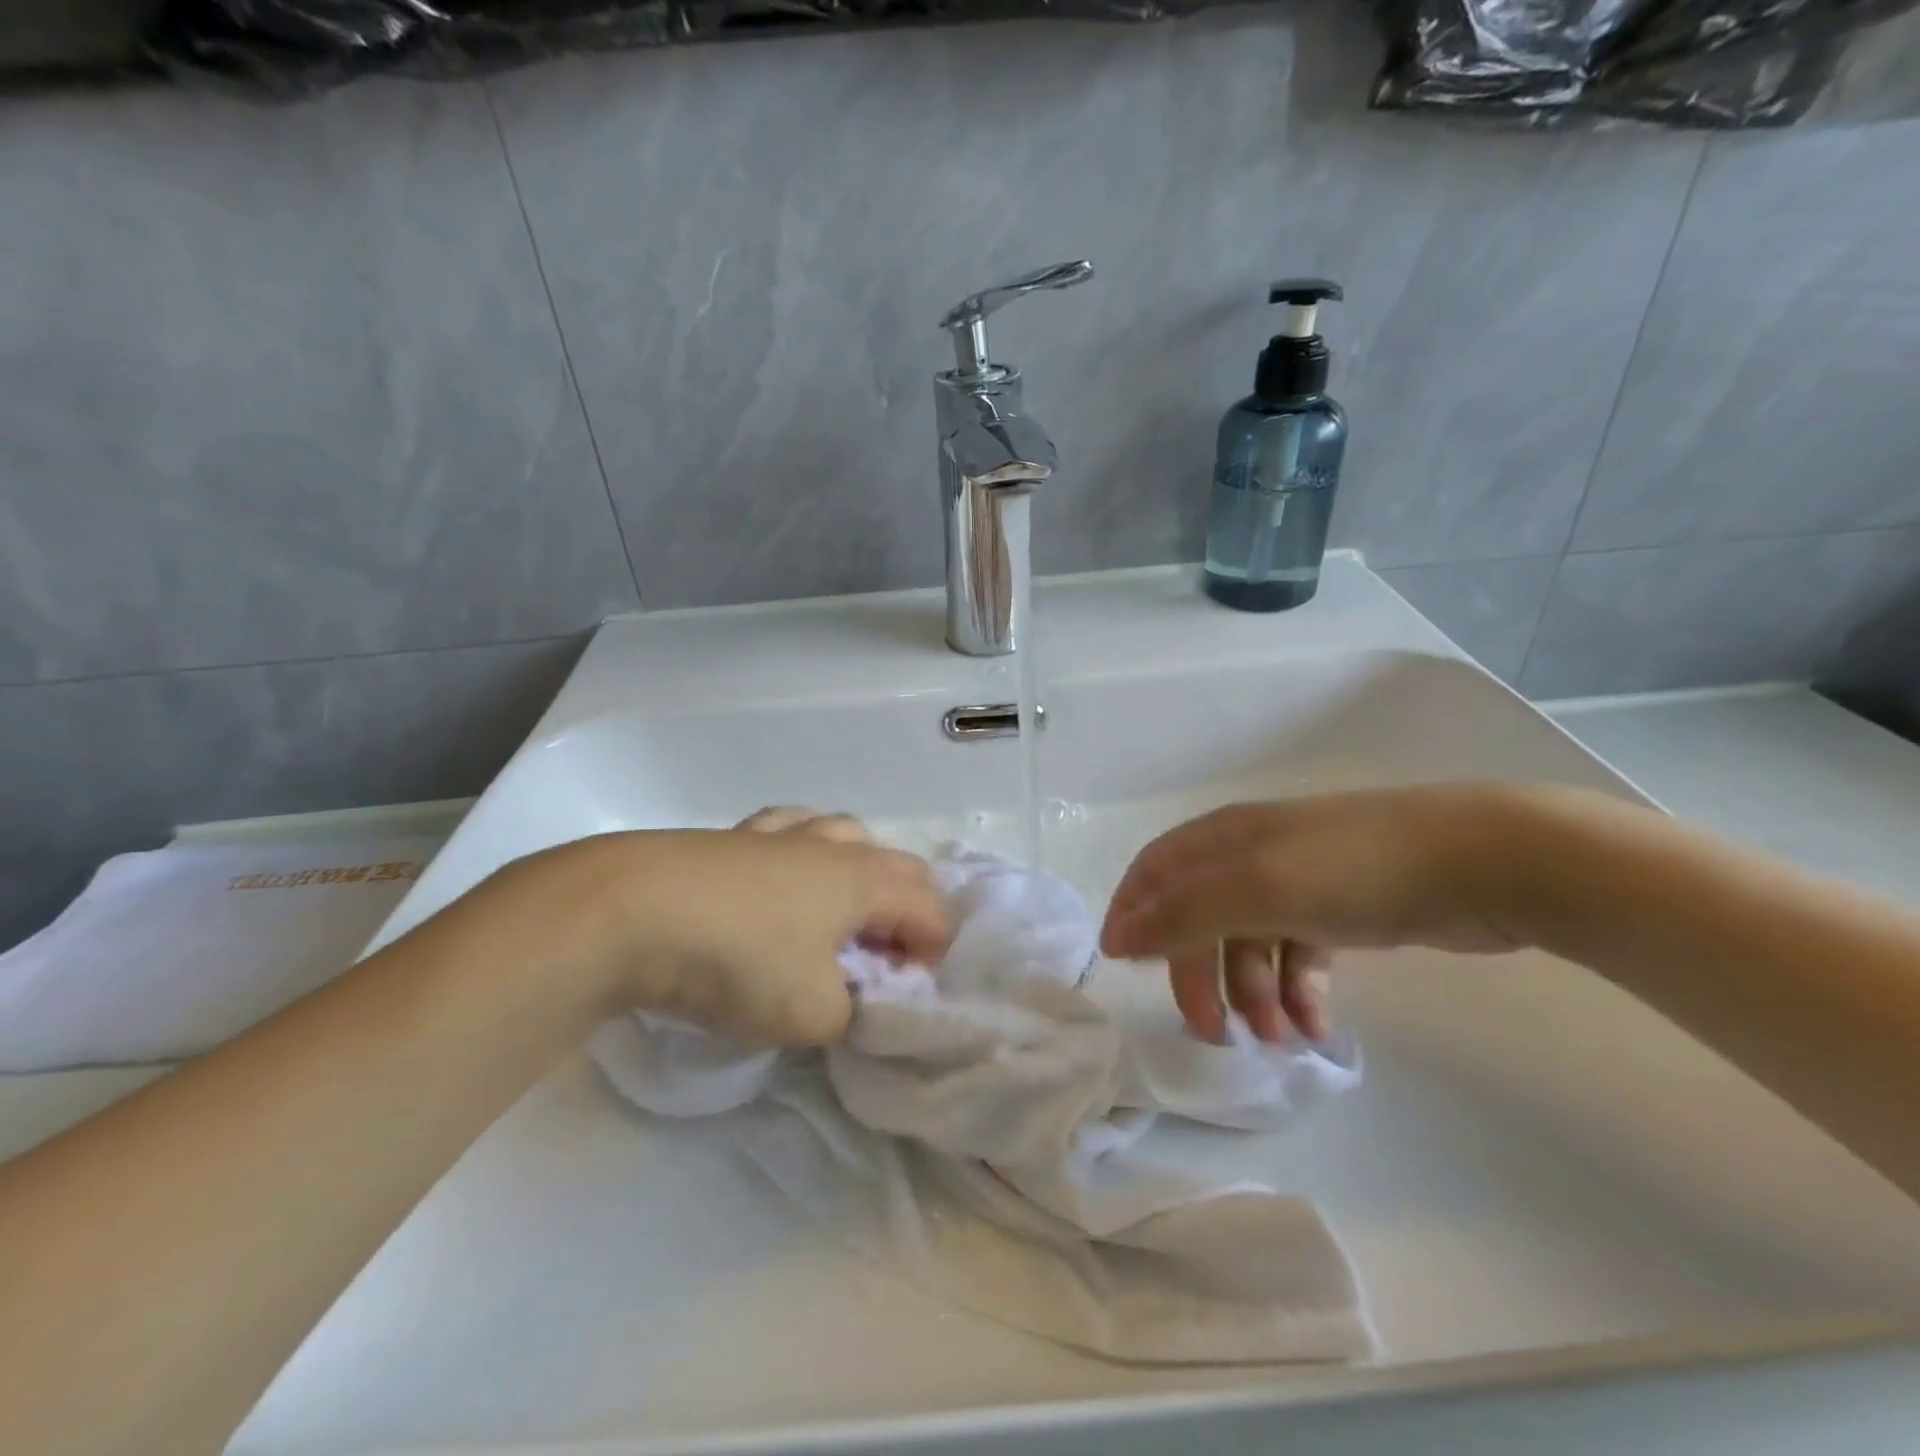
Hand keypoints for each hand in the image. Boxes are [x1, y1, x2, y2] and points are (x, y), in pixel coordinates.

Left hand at [490, 809, 946, 1047]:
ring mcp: (780, 834)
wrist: (631, 911)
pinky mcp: (732, 837)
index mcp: (864, 880)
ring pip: (844, 834)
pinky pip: (789, 832)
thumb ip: (847, 1014)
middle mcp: (832, 847)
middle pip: (896, 864)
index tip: (910, 993)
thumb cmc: (740, 960)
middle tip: (886, 957)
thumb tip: (845, 1002)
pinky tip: (780, 880)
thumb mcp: (810, 1014)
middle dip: (907, 909)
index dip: (935, 951)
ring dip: (859, 872)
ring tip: (839, 912)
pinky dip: (802, 855)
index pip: (929, 908)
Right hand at [1101, 785, 1530, 1043]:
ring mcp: (1297, 883)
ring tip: (1282, 1039)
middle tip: (1213, 1034)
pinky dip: (1298, 993)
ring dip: (1253, 995)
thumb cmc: (1352, 868)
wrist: (1481, 861)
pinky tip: (1317, 1028)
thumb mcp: (1257, 888)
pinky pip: (1296, 957)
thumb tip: (1117, 938)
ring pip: (1248, 945)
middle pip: (1199, 918)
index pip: (1155, 873)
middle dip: (1199, 976)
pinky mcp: (1339, 910)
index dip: (1133, 915)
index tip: (1121, 968)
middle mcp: (1251, 856)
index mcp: (1223, 839)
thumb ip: (1183, 913)